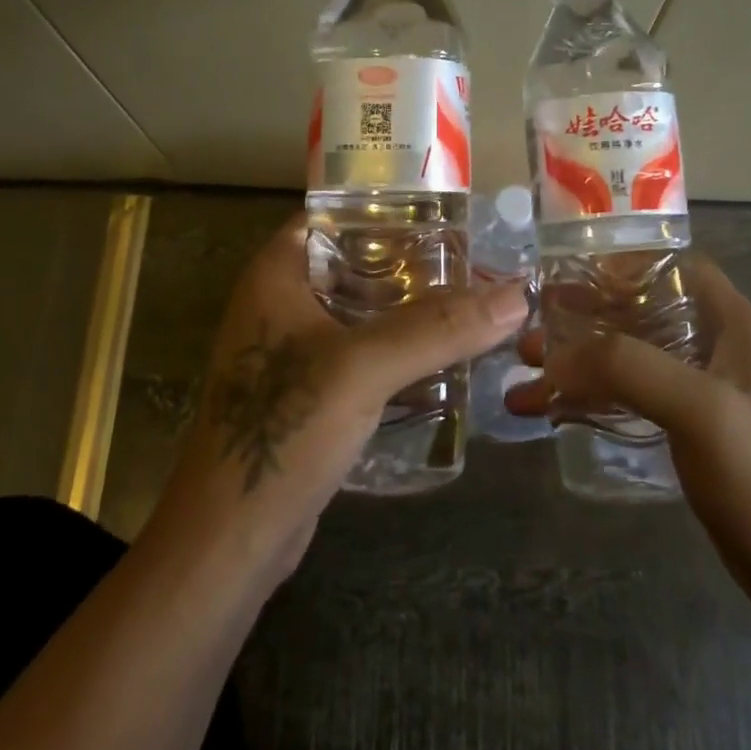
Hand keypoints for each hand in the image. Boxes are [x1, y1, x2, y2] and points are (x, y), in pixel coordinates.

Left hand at [153, 214, 528, 582]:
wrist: (231, 539)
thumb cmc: (284, 429)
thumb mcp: (363, 367)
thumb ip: (439, 328)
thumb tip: (518, 294)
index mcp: (278, 275)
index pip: (335, 216)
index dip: (388, 210)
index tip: (447, 216)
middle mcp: (282, 303)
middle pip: (357, 265)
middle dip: (414, 265)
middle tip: (477, 265)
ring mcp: (295, 352)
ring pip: (363, 314)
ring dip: (411, 312)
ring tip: (475, 307)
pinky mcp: (310, 395)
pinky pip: (364, 356)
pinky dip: (400, 353)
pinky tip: (446, 360)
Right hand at [506, 256, 750, 630]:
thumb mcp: (700, 408)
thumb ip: (628, 367)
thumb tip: (555, 358)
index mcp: (731, 325)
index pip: (673, 267)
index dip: (622, 264)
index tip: (569, 278)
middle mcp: (715, 349)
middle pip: (640, 312)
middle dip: (584, 318)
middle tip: (534, 331)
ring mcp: (702, 394)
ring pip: (629, 358)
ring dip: (579, 362)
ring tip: (526, 373)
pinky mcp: (688, 433)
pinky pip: (630, 399)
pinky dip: (590, 400)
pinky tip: (551, 413)